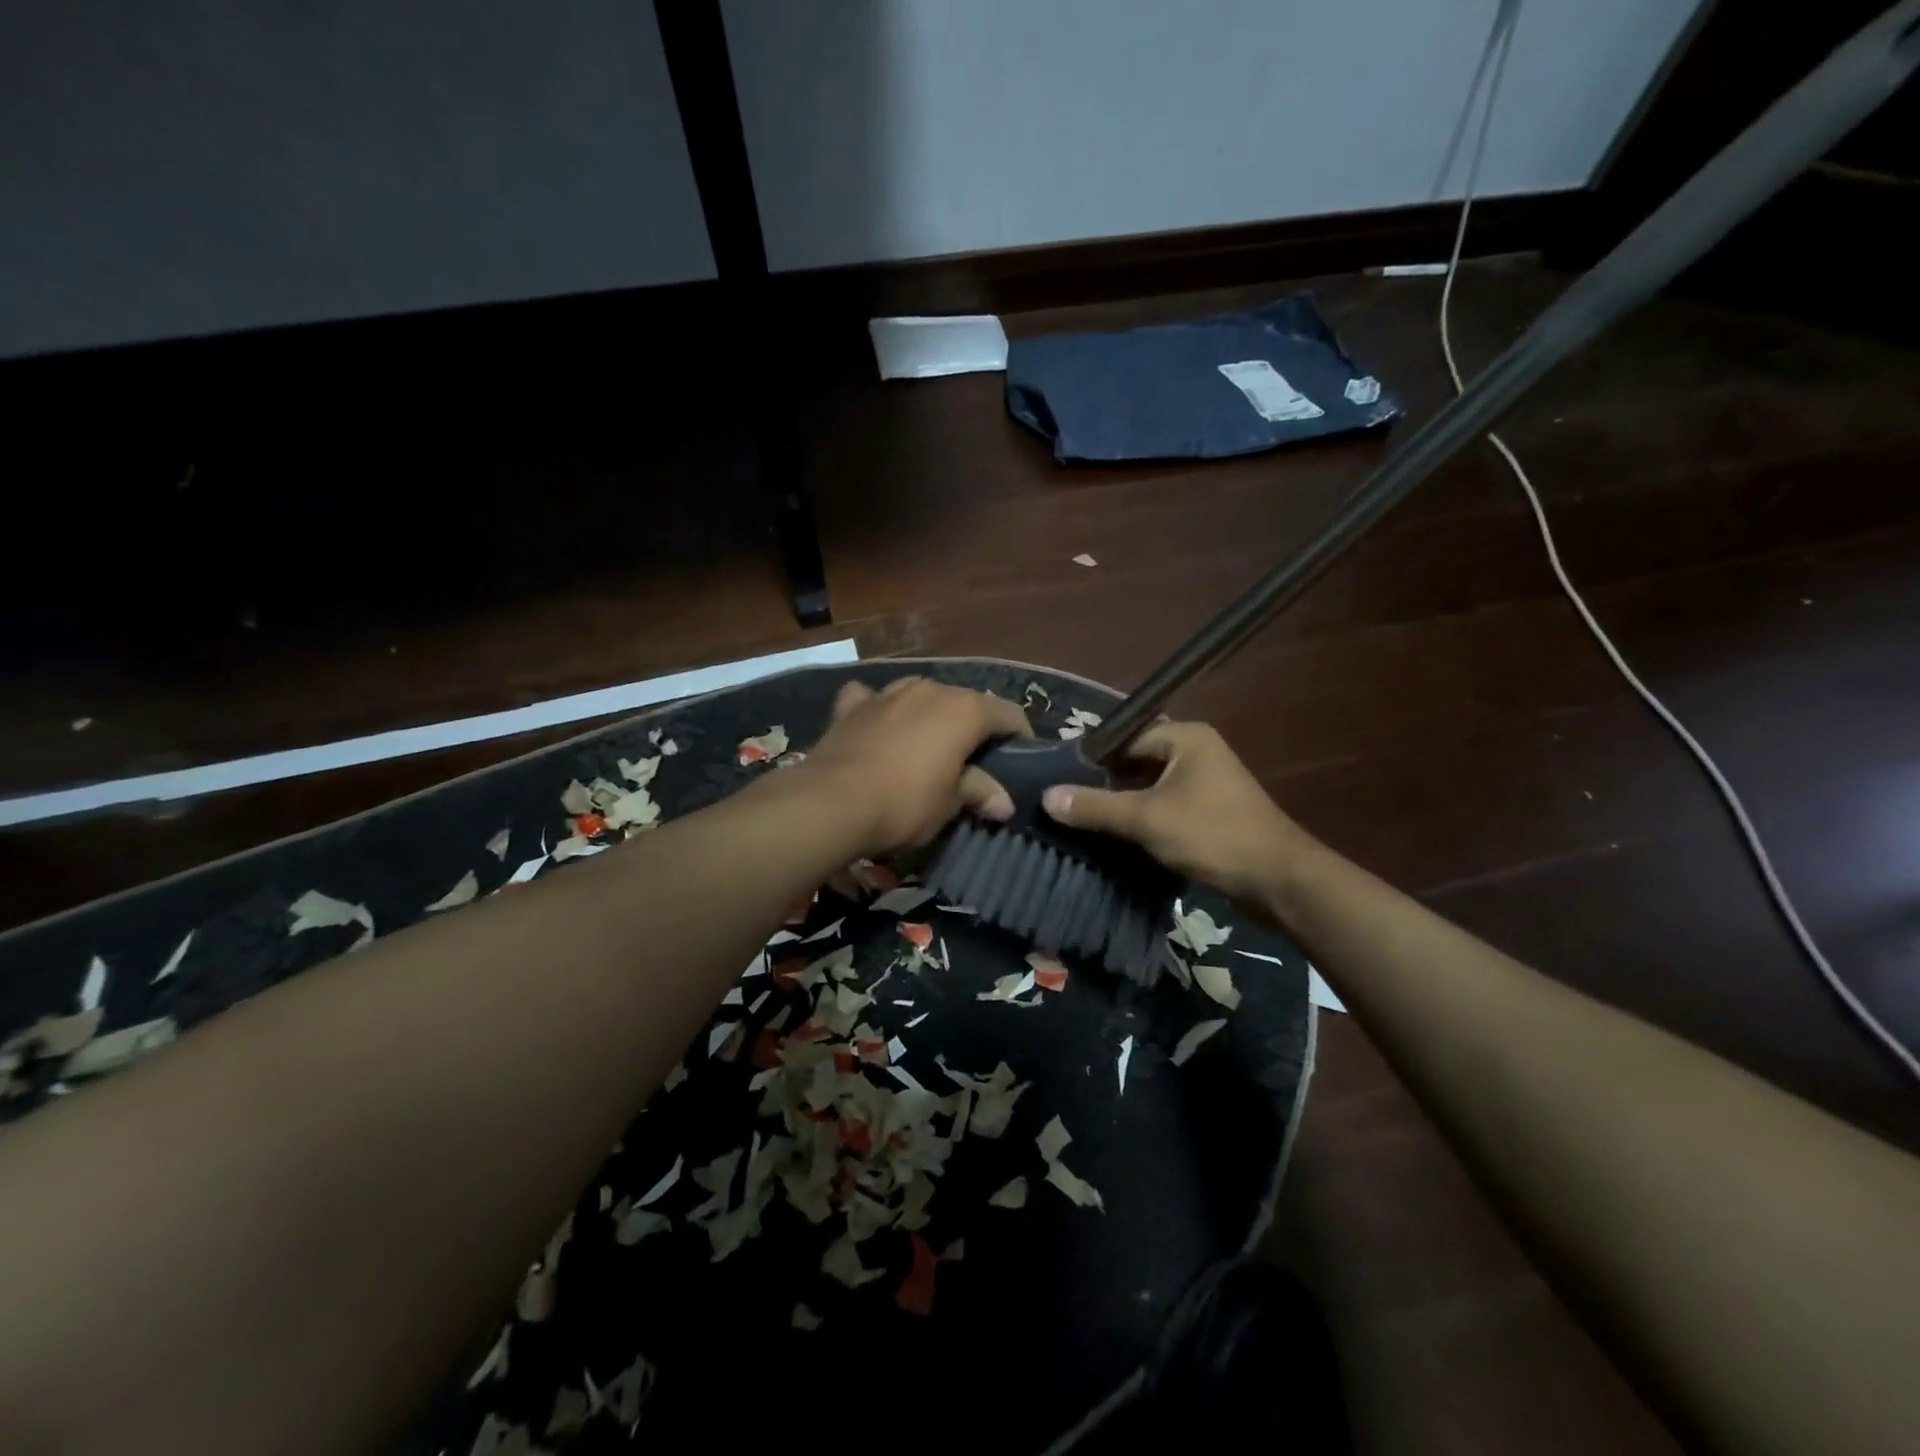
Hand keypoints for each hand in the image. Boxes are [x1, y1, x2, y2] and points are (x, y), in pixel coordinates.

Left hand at [802, 677, 1030, 854]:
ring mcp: (887, 692)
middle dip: (974, 727)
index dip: (1020, 736)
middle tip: (974, 761)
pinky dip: (879, 710)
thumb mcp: (950, 804)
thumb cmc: (905, 803)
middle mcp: (929, 690)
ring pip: (920, 696)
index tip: (1022, 759)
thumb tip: (1004, 803)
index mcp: (963, 710)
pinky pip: (872, 699)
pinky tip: (876, 726)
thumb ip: (979, 792)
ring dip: (929, 716)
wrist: (831, 802)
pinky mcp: (851, 706)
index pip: (1008, 714)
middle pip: (965, 702)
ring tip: (927, 746)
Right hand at [1041, 720, 1311, 907]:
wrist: (1278, 881)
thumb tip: (1047, 797)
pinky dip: (1142, 821)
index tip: (1057, 777)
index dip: (1091, 757)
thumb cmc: (1212, 835)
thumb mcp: (1146, 819)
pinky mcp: (1209, 813)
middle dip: (1104, 783)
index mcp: (1185, 737)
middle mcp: (1196, 752)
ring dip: (1122, 805)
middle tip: (1066, 802)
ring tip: (1081, 821)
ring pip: (1149, 788)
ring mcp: (1205, 784)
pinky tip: (1114, 838)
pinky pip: (1164, 808)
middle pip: (1135, 762)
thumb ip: (1096, 807)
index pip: (1125, 736)